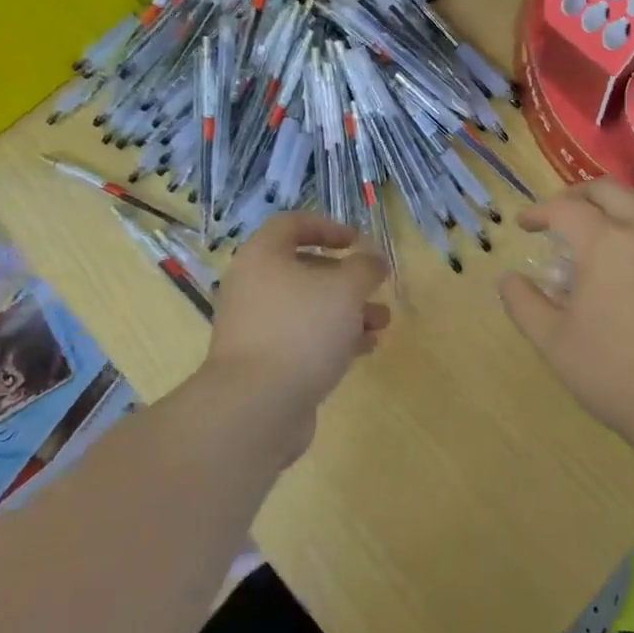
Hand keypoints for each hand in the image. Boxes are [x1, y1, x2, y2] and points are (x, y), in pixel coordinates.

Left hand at [201, 214, 389, 459]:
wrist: (256, 408)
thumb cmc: (301, 330)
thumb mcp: (345, 289)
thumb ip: (365, 267)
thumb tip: (373, 259)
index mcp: (262, 256)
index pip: (292, 224)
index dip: (328, 227)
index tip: (358, 242)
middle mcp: (253, 286)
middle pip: (304, 269)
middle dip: (346, 278)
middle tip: (374, 288)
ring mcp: (256, 326)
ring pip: (308, 307)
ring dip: (347, 311)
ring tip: (381, 323)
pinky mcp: (264, 362)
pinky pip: (302, 338)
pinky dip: (333, 338)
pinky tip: (365, 349)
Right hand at [499, 180, 633, 464]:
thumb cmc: (615, 373)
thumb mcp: (553, 341)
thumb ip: (523, 303)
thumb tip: (508, 278)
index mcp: (607, 243)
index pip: (566, 209)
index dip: (539, 212)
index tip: (523, 225)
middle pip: (609, 191)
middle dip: (577, 195)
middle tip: (556, 215)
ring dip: (612, 205)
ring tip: (593, 227)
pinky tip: (628, 258)